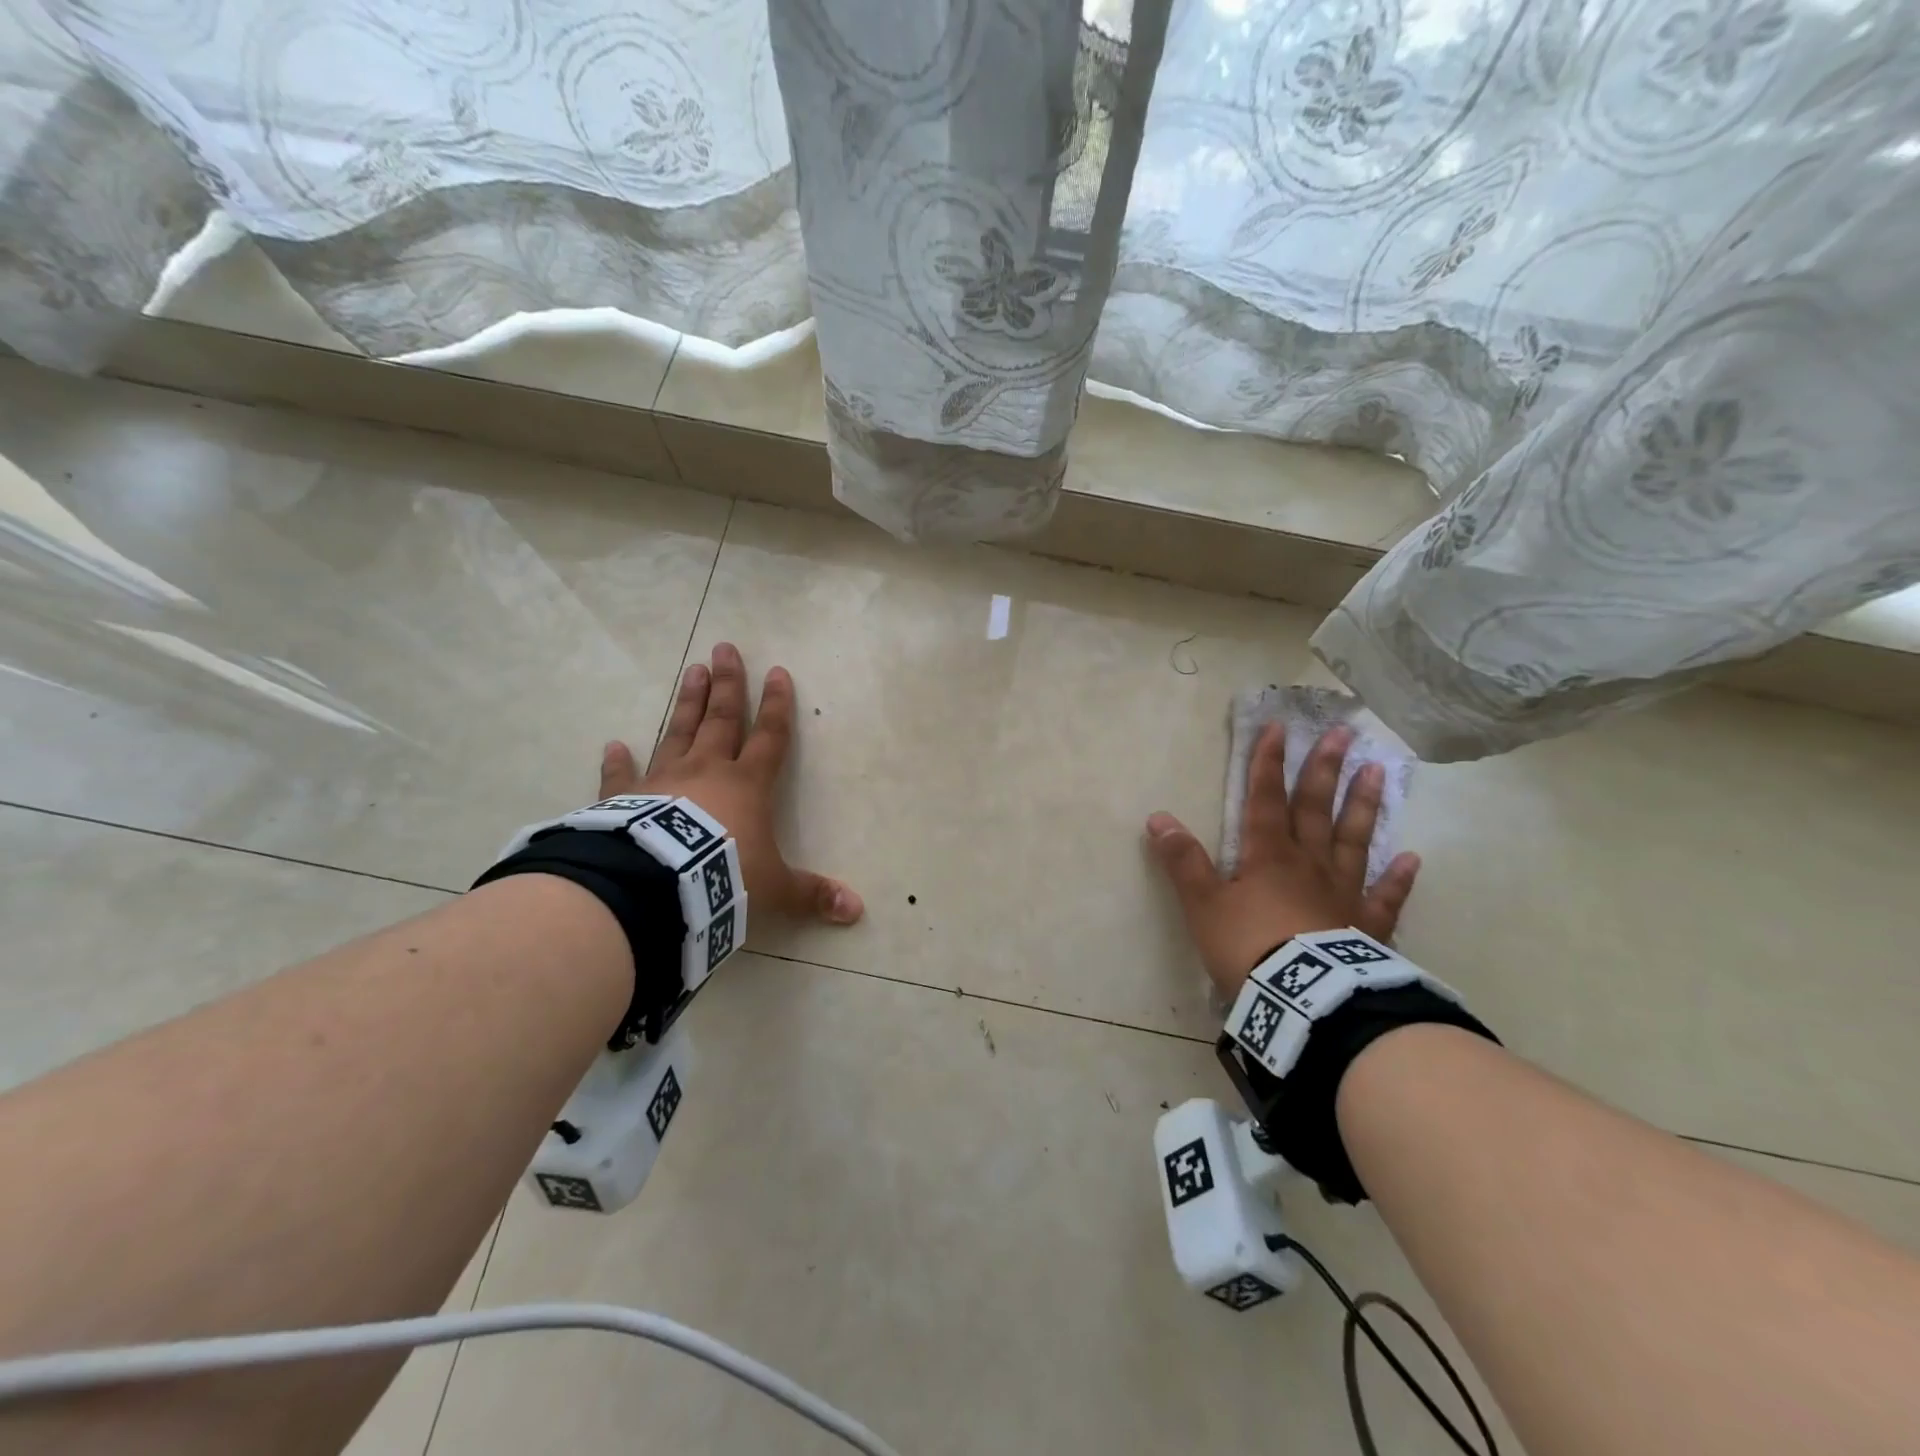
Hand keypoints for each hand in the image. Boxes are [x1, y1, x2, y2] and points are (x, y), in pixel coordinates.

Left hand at [599, 643, 863, 924]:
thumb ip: (811, 895)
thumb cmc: (724, 877)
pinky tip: (613, 744)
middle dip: (728, 685)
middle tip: (725, 648)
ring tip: (691, 669)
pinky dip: (617, 761)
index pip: (770, 738)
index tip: (778, 672)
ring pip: (679, 732)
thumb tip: (856, 910)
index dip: (777, 707)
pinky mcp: (626, 799)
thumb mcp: (775, 890)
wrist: (658, 887)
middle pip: (722, 720)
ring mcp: (663, 780)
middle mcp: (707, 771)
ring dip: (687, 703)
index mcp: (747, 785)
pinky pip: (622, 776)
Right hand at [1145, 723, 1418, 998]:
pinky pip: (1385, 897)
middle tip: (1345, 733)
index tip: (1280, 728)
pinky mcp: (1366, 927)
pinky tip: (1411, 858)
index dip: (1269, 763)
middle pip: (1316, 808)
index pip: (1265, 799)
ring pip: (1354, 840)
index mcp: (1268, 855)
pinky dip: (1398, 878)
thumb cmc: (1248, 947)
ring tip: (1377, 772)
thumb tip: (1158, 818)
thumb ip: (1183, 861)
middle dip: (1325, 770)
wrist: (1303, 1000)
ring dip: (1363, 806)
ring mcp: (1343, 893)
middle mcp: (1309, 863)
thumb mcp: (1203, 905)